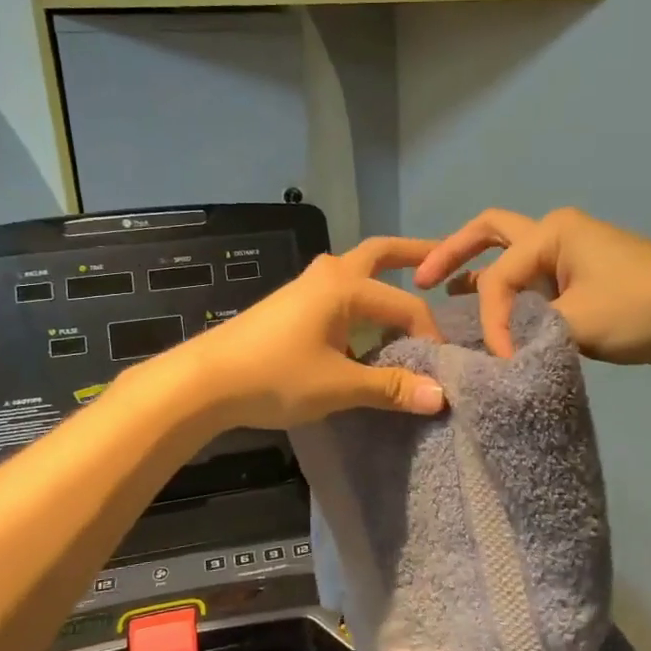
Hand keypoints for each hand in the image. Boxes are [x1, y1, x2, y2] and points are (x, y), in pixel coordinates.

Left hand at [161, 237, 449, 429]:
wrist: (205, 381)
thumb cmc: (275, 376)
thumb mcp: (339, 385)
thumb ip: (391, 387)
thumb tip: (440, 397)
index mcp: (346, 286)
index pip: (406, 306)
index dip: (430, 335)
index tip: (441, 368)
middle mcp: (329, 274)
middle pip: (380, 253)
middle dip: (414, 254)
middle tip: (445, 259)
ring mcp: (306, 286)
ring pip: (356, 270)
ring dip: (384, 276)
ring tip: (411, 292)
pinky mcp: (292, 303)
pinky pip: (340, 291)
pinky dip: (362, 298)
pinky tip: (365, 328)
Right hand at [414, 208, 650, 365]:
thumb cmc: (640, 307)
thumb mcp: (576, 321)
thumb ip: (528, 330)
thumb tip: (497, 348)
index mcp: (551, 232)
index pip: (499, 275)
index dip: (489, 316)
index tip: (497, 355)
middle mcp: (555, 234)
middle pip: (490, 234)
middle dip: (452, 252)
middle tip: (420, 279)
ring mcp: (570, 256)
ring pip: (510, 259)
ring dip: (479, 273)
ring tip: (445, 296)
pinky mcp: (582, 280)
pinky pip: (532, 282)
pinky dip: (508, 295)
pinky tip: (492, 316)